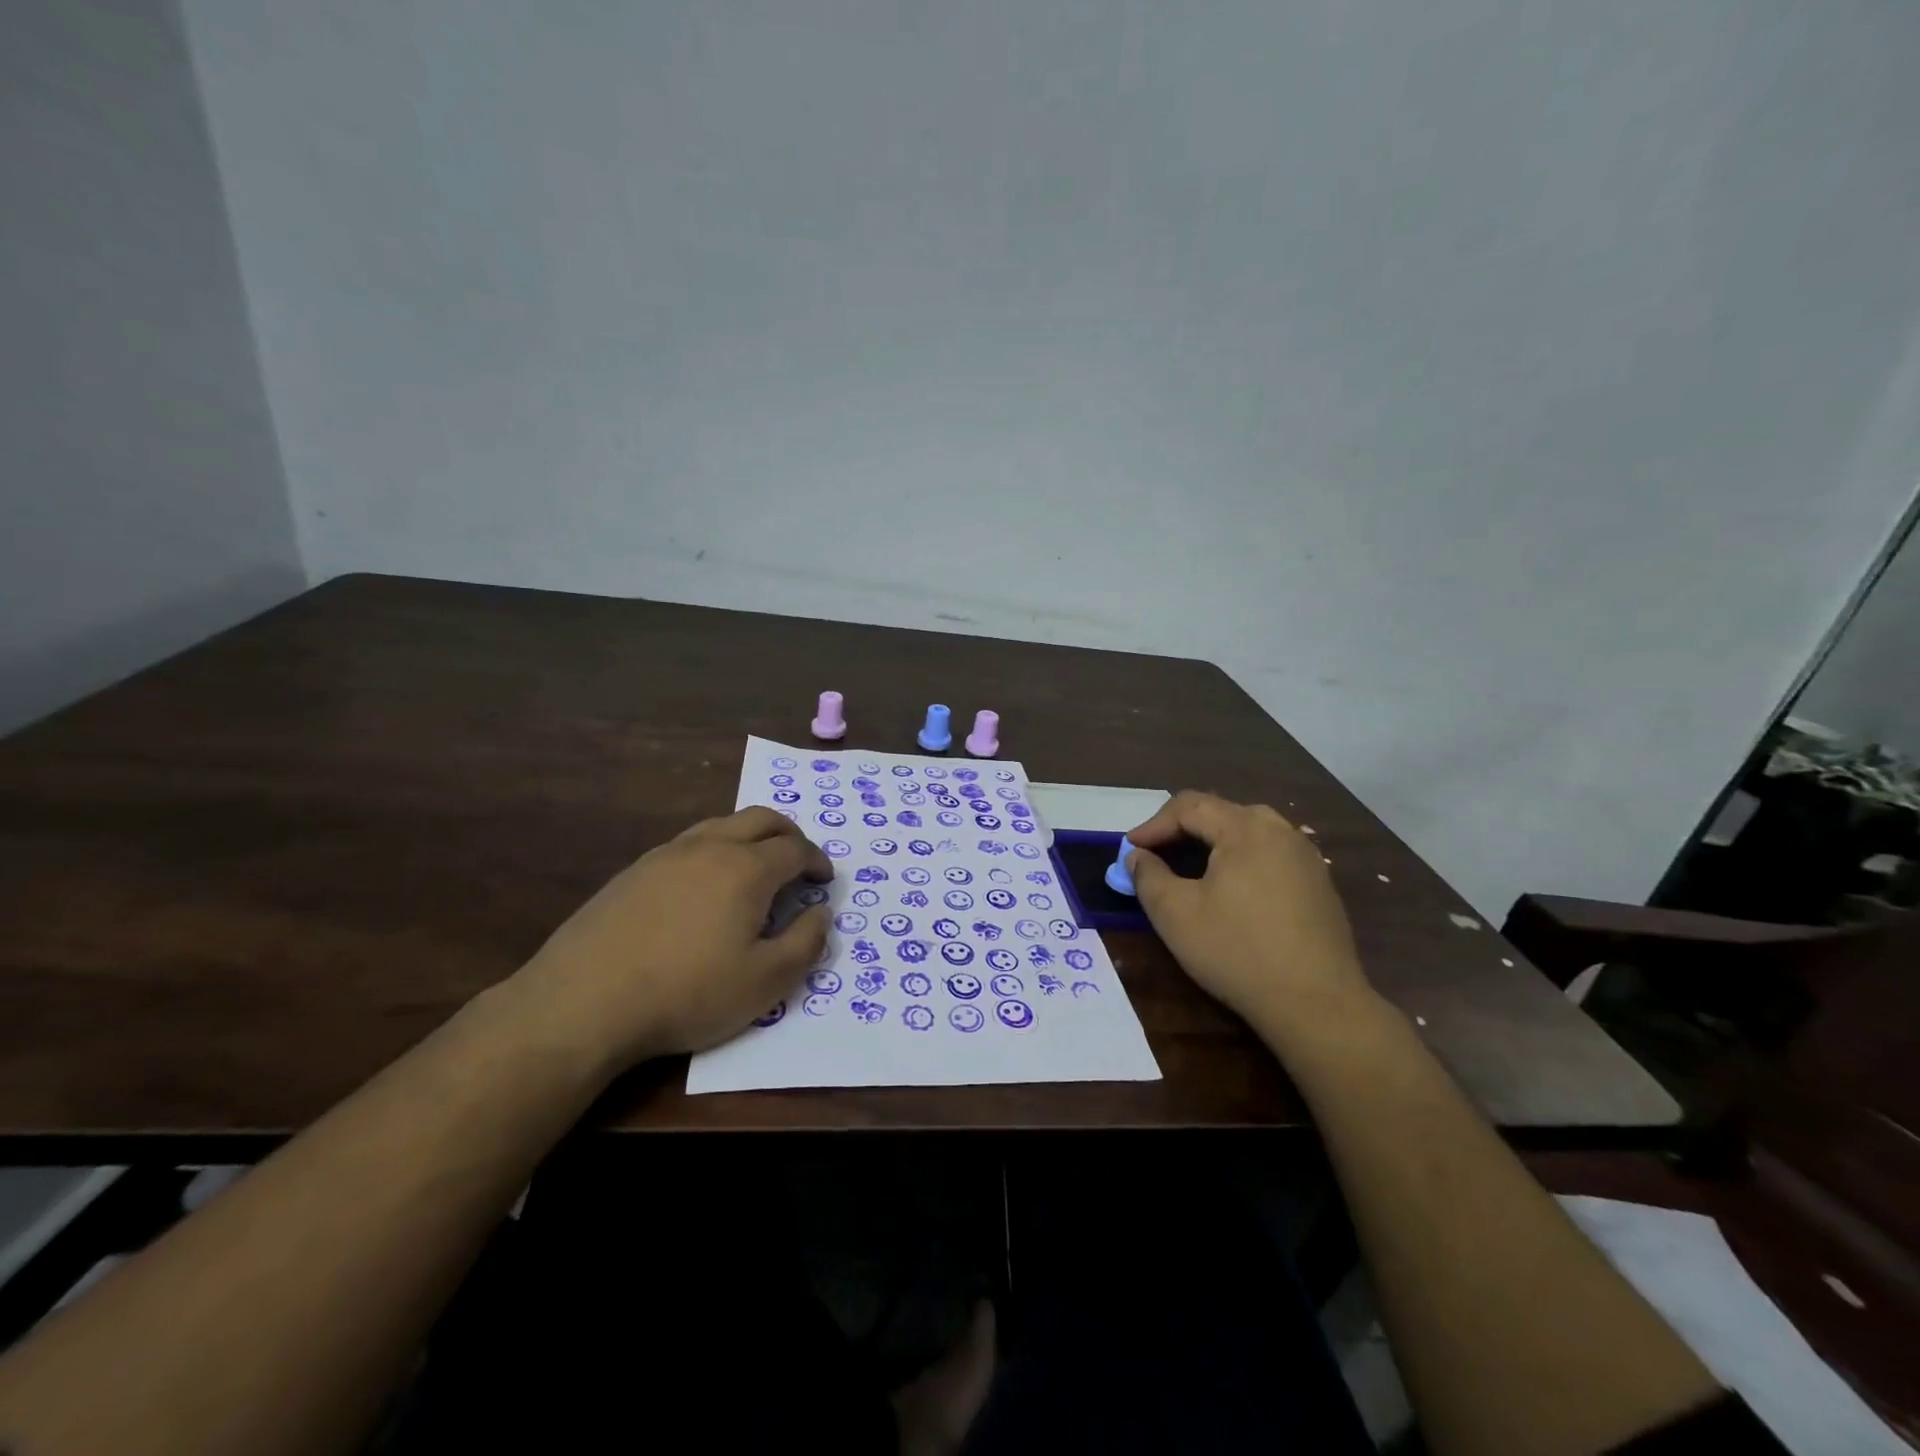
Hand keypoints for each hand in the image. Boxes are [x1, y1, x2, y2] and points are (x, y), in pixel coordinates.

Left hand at [510, 808, 830, 1073]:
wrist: (583, 1001)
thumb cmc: (688, 992)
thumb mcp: (766, 982)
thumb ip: (806, 943)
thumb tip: (820, 913)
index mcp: (747, 868)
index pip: (795, 848)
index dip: (817, 861)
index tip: (824, 880)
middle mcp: (709, 847)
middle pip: (760, 819)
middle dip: (789, 834)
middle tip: (799, 860)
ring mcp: (666, 854)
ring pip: (720, 825)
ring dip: (749, 837)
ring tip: (755, 867)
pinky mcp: (633, 871)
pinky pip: (688, 844)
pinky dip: (713, 851)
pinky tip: (703, 887)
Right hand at [1127, 792, 1376, 1050]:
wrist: (1318, 1005)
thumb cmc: (1238, 952)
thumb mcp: (1175, 914)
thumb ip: (1148, 876)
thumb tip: (1137, 857)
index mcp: (1246, 828)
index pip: (1189, 806)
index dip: (1153, 825)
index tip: (1129, 850)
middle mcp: (1281, 831)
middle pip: (1221, 813)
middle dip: (1182, 829)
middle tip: (1156, 854)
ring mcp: (1306, 857)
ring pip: (1248, 832)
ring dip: (1212, 844)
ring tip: (1189, 869)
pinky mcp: (1319, 884)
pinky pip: (1270, 855)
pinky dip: (1240, 861)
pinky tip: (1231, 892)